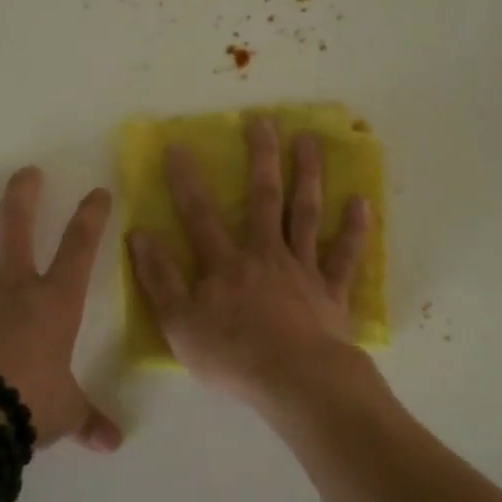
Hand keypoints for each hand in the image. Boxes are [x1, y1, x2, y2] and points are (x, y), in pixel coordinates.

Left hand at [0, 168, 123, 452]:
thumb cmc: (29, 405)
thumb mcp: (67, 412)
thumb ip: (89, 420)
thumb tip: (113, 444)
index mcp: (54, 301)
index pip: (80, 247)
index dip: (91, 216)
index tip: (97, 192)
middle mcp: (12, 287)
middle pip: (16, 226)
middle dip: (22, 195)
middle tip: (25, 173)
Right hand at [127, 117, 372, 406]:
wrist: (294, 380)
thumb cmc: (232, 356)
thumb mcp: (179, 323)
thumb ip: (160, 278)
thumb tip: (140, 234)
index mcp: (225, 265)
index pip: (200, 214)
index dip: (187, 180)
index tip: (180, 145)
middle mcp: (265, 255)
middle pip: (264, 198)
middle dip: (262, 158)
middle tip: (265, 121)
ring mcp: (302, 270)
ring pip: (306, 214)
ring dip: (308, 175)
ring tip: (311, 141)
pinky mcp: (331, 291)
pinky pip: (344, 256)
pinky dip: (354, 230)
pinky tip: (362, 202)